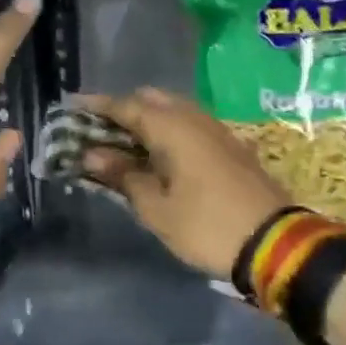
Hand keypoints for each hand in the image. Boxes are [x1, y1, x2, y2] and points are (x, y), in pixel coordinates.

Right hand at [77, 88, 291, 280]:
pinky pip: (190, 125)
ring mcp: (217, 131)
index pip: (125, 106)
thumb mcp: (155, 208)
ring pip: (174, 111)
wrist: (275, 244)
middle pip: (151, 100)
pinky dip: (167, 131)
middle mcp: (195, 119)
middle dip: (122, 110)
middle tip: (97, 130)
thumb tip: (92, 154)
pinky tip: (157, 154)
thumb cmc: (206, 226)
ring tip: (123, 143)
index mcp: (172, 128)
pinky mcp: (230, 147)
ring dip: (146, 120)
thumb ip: (123, 176)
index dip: (96, 106)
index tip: (70, 106)